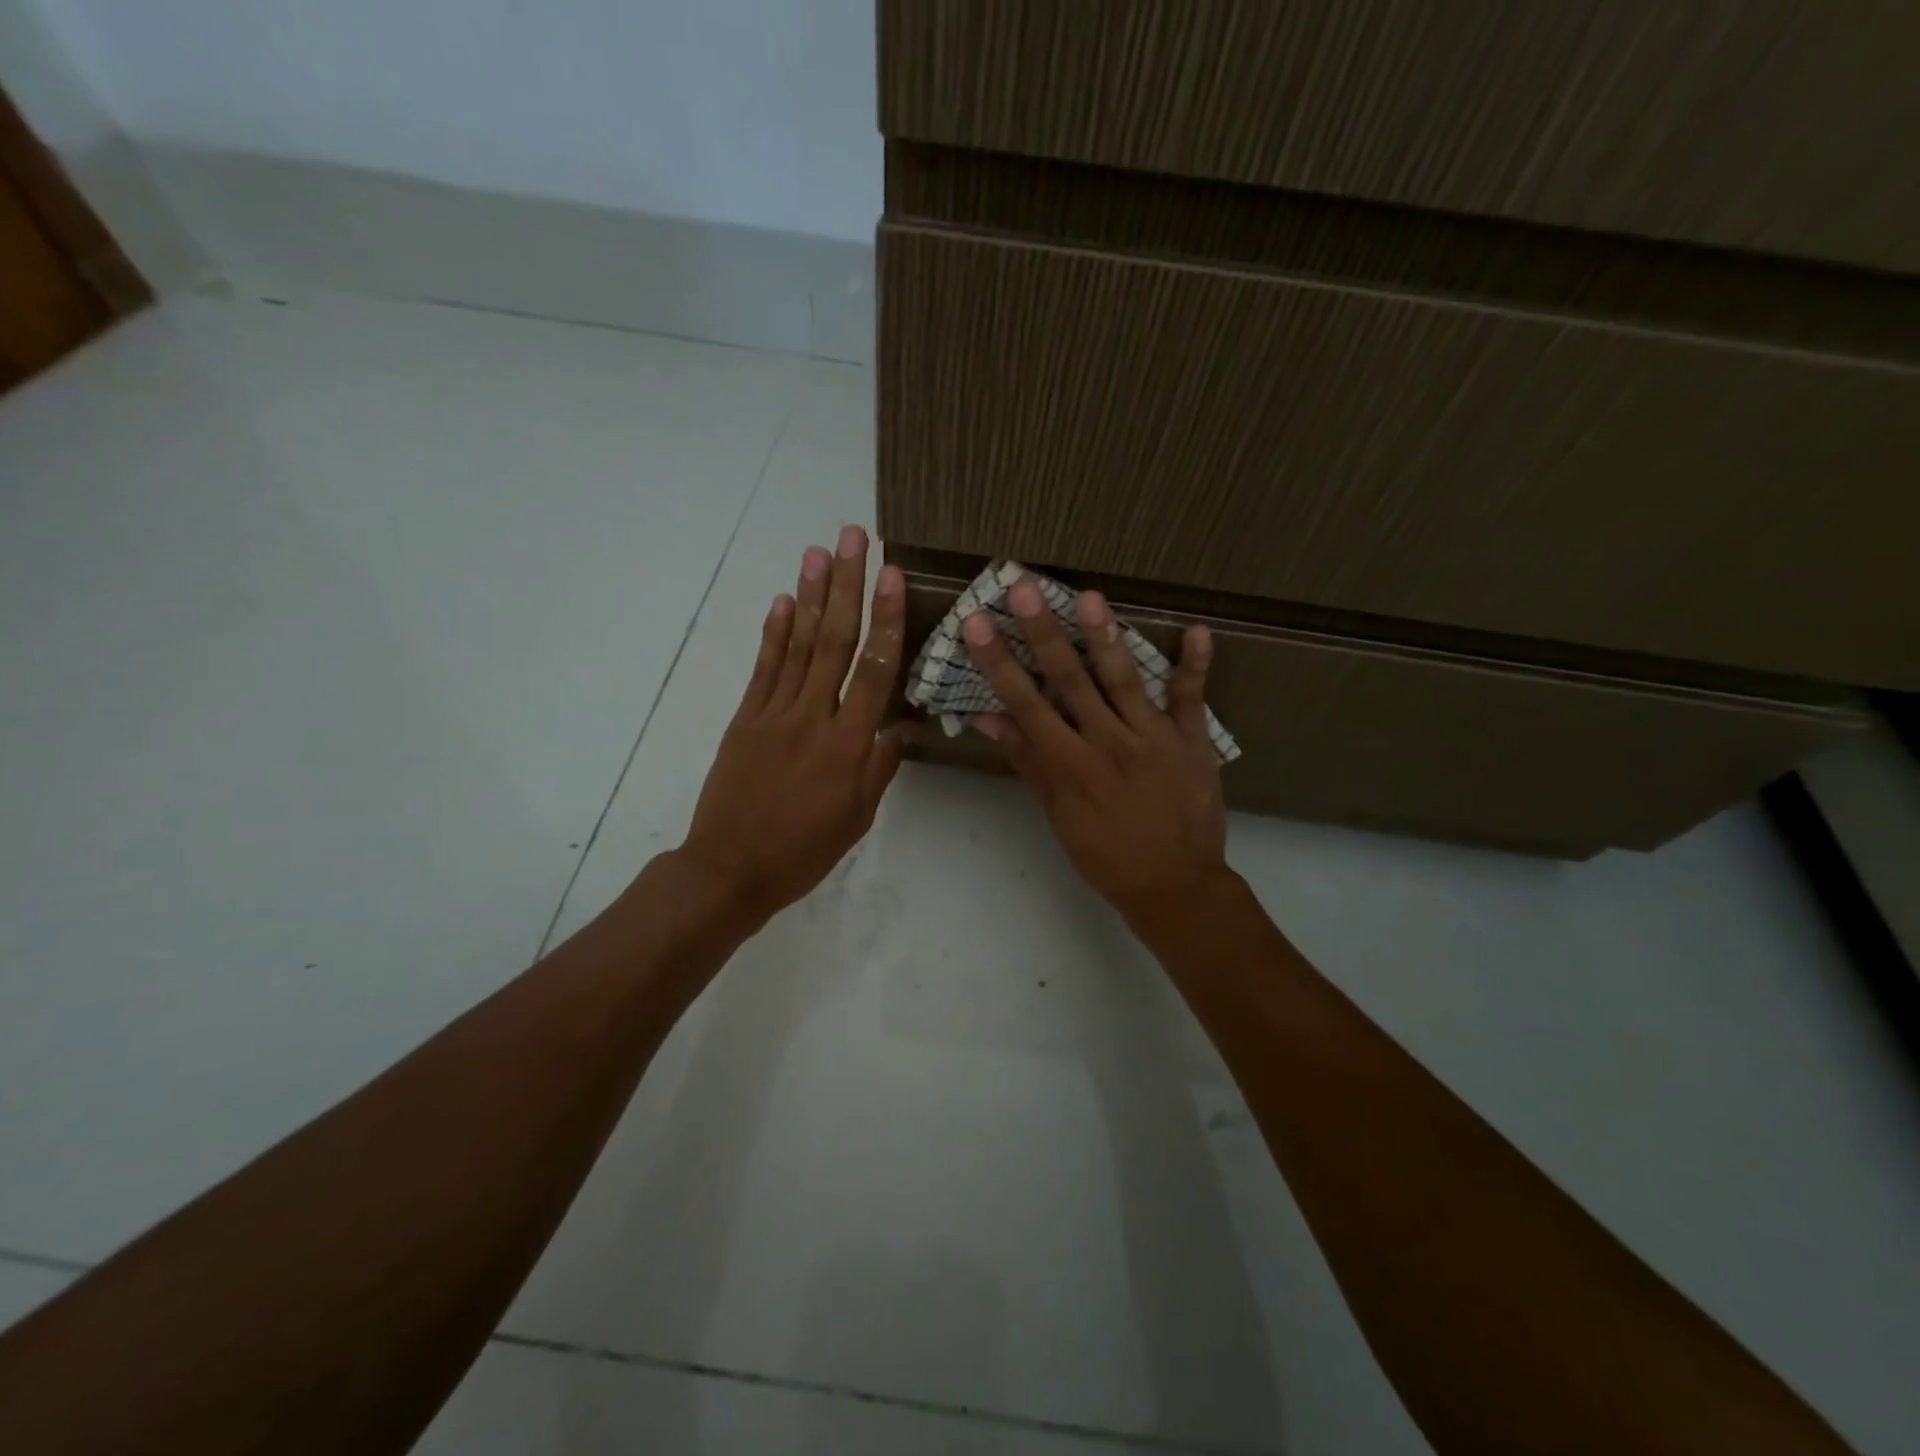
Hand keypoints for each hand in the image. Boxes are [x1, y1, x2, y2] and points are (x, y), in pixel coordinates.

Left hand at [679, 526, 910, 926]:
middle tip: (853, 536)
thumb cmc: (804, 850)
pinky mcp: (745, 719)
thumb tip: (904, 723)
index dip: (884, 619)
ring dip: (809, 595)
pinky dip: (773, 632)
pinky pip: (763, 669)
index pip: (873, 670)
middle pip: (833, 642)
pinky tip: (782, 600)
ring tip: (818, 551)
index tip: (890, 575)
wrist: (730, 869)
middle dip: (846, 585)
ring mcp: (773, 714)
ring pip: (797, 645)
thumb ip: (881, 765)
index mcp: (847, 745)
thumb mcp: (857, 817)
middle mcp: (812, 717)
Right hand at [963, 579, 1230, 922]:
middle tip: (1023, 587)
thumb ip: (1028, 762)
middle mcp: (1109, 743)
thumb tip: (988, 718)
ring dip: (1106, 637)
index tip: (978, 624)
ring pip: (1125, 680)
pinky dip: (1196, 667)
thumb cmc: (1106, 855)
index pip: (1027, 705)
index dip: (1000, 662)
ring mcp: (1154, 739)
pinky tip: (1198, 630)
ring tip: (1088, 596)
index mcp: (1071, 765)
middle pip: (1071, 681)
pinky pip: (1192, 700)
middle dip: (1043, 633)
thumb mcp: (1057, 816)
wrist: (1175, 886)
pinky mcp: (1192, 742)